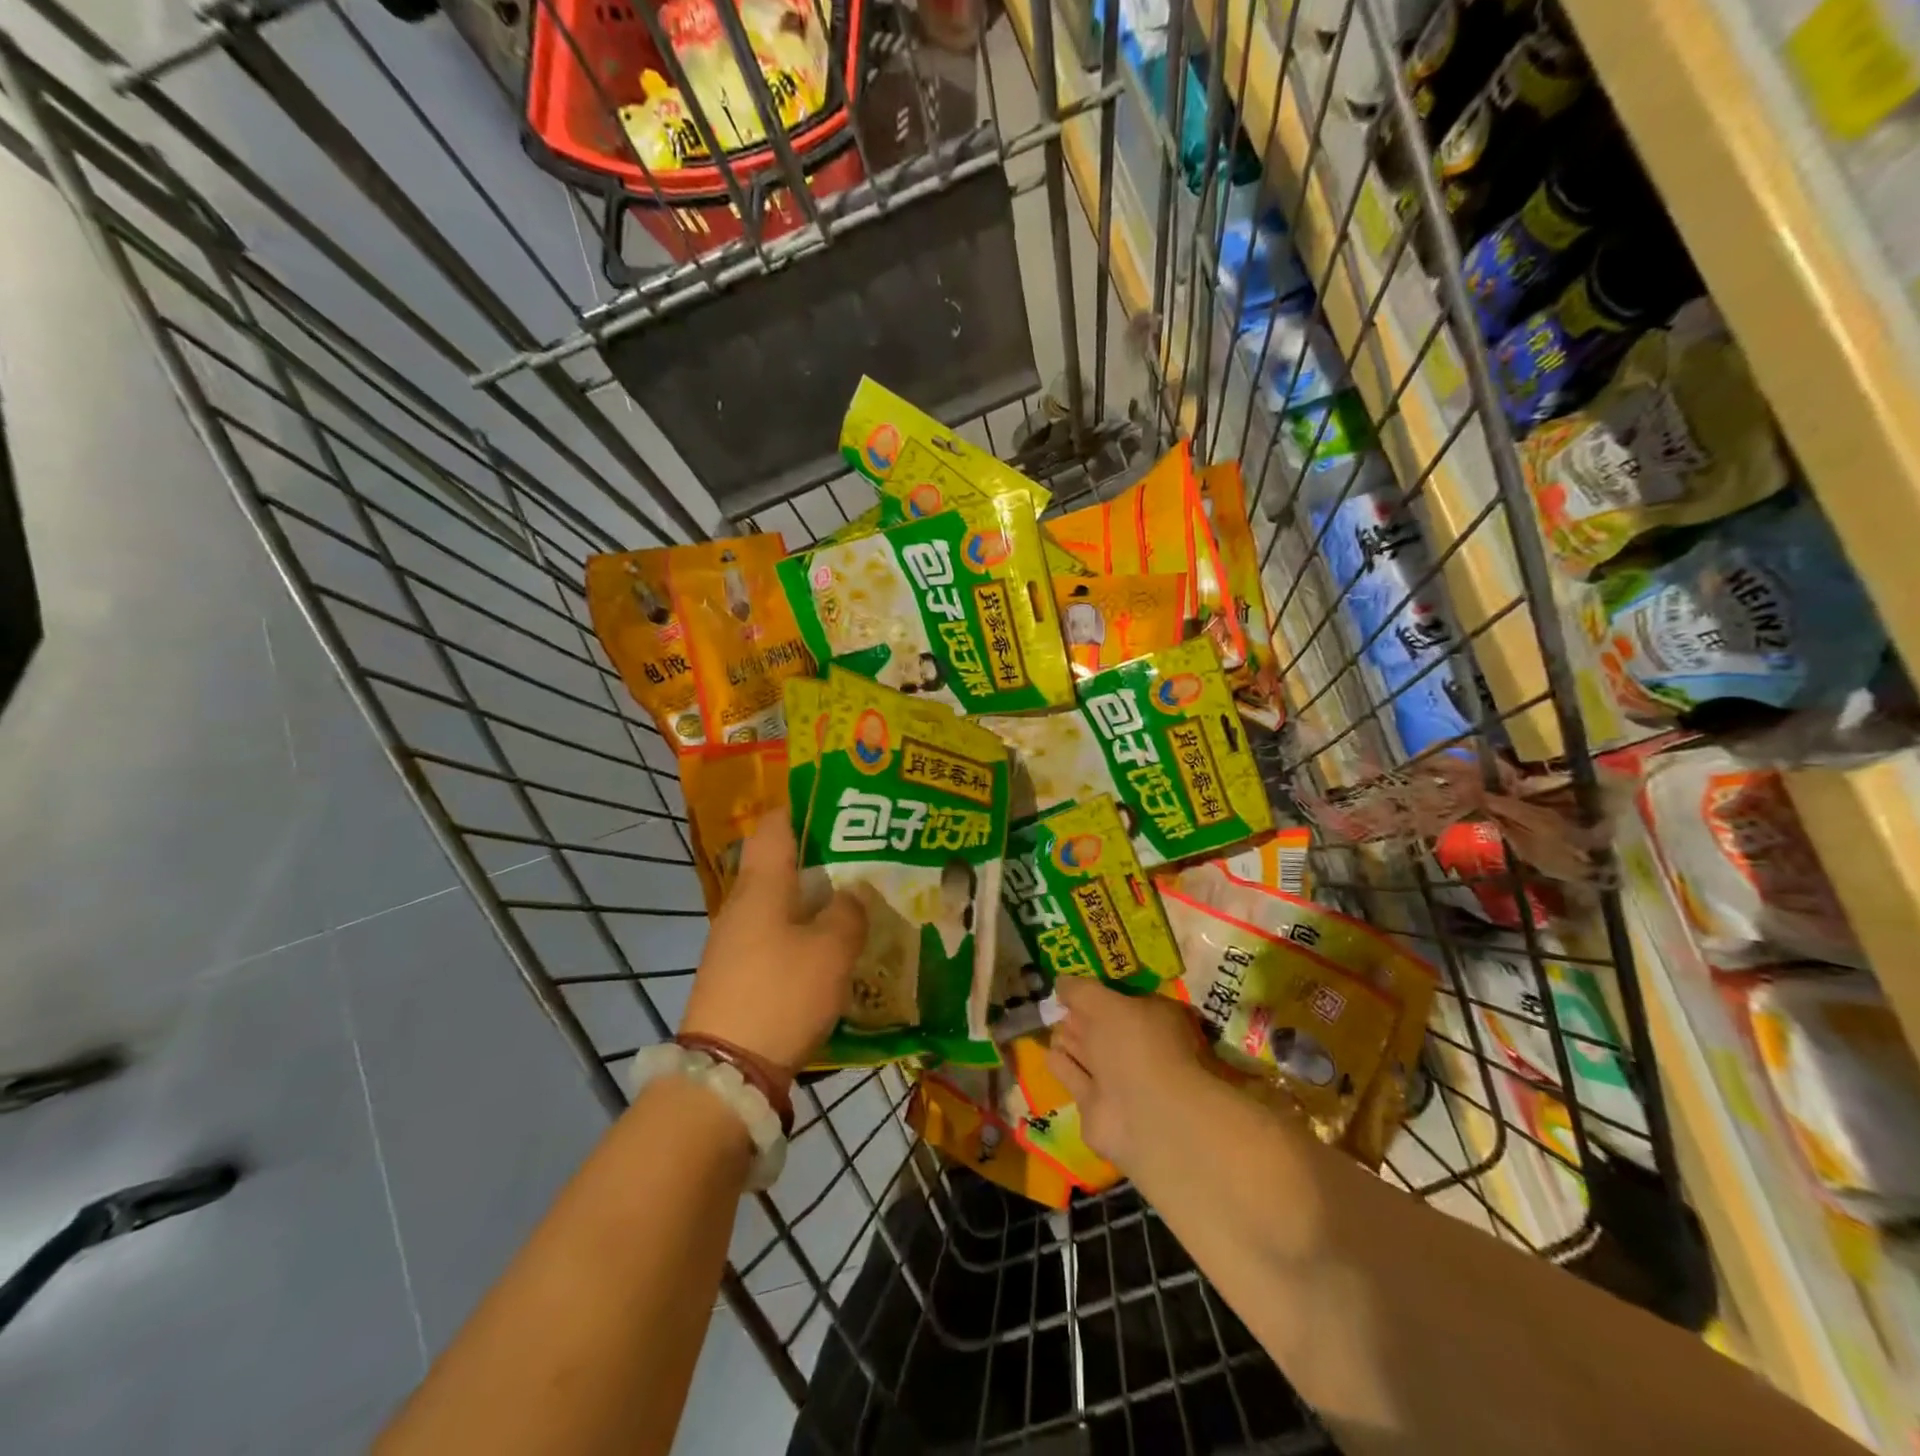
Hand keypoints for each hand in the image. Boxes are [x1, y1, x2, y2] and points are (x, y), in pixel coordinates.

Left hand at [681, 815, 867, 1076]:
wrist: (726, 1072)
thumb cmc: (782, 993)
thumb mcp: (831, 950)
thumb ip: (848, 914)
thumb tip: (851, 895)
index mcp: (762, 885)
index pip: (775, 824)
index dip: (803, 807)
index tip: (839, 807)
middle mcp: (742, 904)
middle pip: (779, 864)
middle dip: (819, 857)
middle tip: (863, 858)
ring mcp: (734, 940)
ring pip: (778, 902)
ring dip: (812, 899)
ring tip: (855, 902)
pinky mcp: (736, 973)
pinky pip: (774, 935)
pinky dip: (801, 931)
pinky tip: (830, 948)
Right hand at [1046, 978, 1212, 1170]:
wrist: (1146, 1116)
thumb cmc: (1136, 1046)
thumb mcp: (1106, 1003)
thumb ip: (1081, 991)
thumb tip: (1061, 982)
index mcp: (1155, 1020)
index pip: (1125, 1000)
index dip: (1102, 992)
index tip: (1075, 986)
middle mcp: (1140, 1051)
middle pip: (1105, 1029)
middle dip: (1081, 1017)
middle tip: (1057, 1005)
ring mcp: (1120, 1083)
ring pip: (1089, 1055)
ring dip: (1071, 1041)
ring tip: (1050, 1026)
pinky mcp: (1098, 1109)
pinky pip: (1075, 1079)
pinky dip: (1063, 1067)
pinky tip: (1048, 1054)